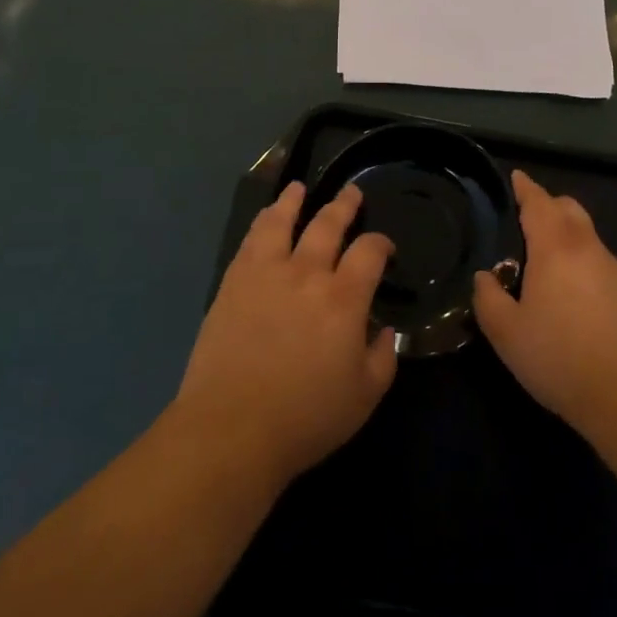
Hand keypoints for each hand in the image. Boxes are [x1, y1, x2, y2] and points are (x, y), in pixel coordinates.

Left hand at [173, 181, 397, 486]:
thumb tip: (385, 330)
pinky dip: (262, 222)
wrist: (231, 429)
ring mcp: (266, 273)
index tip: (384, 247)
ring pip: (283, 222)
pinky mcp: (234, 282)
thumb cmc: (305, 417)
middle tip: (351, 193)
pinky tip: (266, 218)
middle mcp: (307, 273)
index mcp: (344, 299)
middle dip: (344, 206)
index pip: (369, 252)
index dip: (381, 243)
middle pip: (328, 225)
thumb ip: (383, 357)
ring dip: (294, 201)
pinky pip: (251, 240)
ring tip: (299, 188)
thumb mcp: (364, 397)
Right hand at [473, 171, 616, 446]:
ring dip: (566, 236)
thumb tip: (485, 278)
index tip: (516, 177)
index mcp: (556, 248)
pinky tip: (572, 296)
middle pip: (569, 209)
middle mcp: (588, 249)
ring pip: (587, 236)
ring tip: (544, 263)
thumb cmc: (560, 358)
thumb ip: (488, 298)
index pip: (539, 202)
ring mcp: (616, 270)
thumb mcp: (507, 333)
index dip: (525, 188)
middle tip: (526, 219)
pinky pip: (601, 263)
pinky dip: (582, 263)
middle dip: (548, 205)